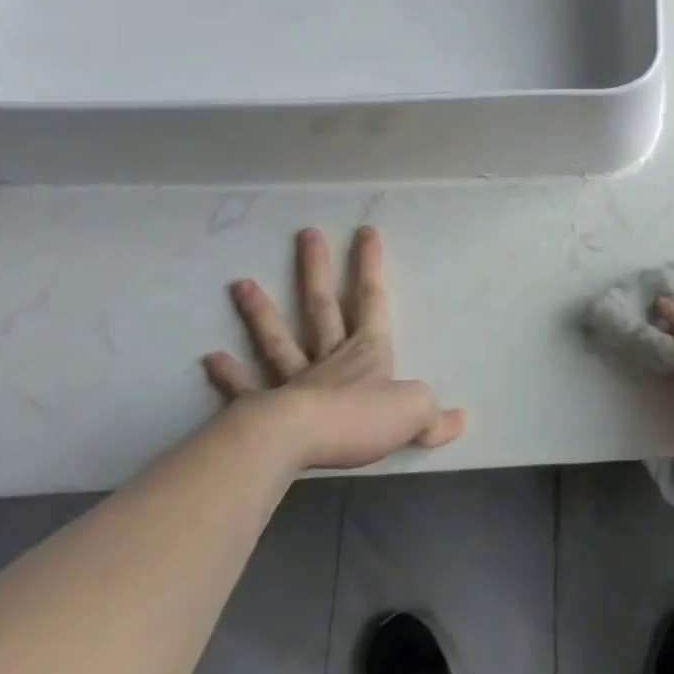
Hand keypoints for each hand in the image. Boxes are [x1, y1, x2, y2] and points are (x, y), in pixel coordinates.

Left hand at [203, 226, 465, 470]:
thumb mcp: (414, 413)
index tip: (365, 231)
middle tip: (307, 234)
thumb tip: (461, 420)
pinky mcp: (262, 410)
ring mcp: (293, 382)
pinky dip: (229, 375)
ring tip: (240, 284)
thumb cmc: (359, 418)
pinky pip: (245, 389)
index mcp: (367, 352)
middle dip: (318, 270)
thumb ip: (435, 416)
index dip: (370, 266)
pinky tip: (211, 358)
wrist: (297, 442)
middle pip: (323, 307)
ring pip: (279, 340)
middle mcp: (330, 358)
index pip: (372, 300)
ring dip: (262, 313)